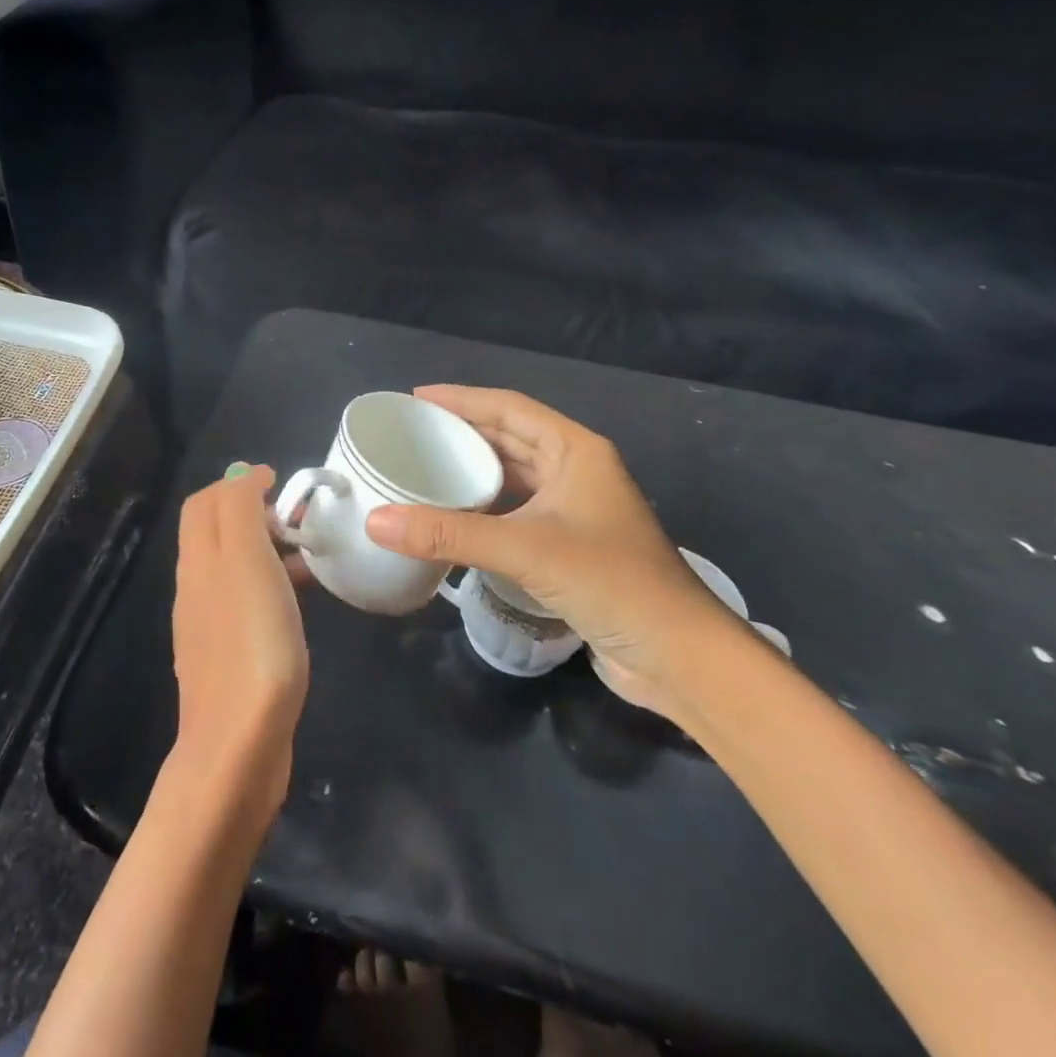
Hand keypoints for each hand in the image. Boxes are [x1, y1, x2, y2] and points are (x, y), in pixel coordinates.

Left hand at [170, 464, 309, 820]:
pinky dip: (269, 586)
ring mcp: (209, 626)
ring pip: (233, 567)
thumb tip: (243, 477)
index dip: (238, 483)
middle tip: (298, 521)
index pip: (204, 502)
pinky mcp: (229, 657)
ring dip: (265, 550)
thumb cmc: (251, 641)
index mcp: (198, 560)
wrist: (239, 745)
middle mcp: (195, 587)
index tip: (281, 484)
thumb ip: (239, 509)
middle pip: (215, 532)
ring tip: (307, 557)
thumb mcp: (245, 558)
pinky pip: (245, 603)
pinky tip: (298, 605)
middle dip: (252, 513)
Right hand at [363, 386, 750, 716]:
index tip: (416, 399)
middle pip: (511, 438)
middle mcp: (577, 472)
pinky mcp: (571, 547)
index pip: (510, 408)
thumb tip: (375, 520)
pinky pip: (517, 512)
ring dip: (474, 471)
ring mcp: (576, 511)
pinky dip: (485, 509)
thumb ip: (449, 534)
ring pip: (515, 477)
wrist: (680, 657)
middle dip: (464, 432)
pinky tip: (454, 518)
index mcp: (576, 451)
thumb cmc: (611, 582)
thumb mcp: (525, 549)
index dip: (462, 399)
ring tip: (424, 468)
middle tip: (412, 434)